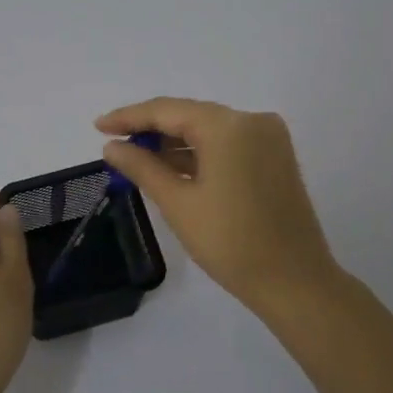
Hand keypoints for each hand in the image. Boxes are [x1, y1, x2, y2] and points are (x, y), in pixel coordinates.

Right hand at [96, 98, 340, 315]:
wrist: (294, 282)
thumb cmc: (230, 243)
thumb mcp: (178, 203)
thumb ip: (142, 167)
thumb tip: (111, 146)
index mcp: (229, 126)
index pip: (168, 110)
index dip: (129, 117)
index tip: (98, 126)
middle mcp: (252, 120)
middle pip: (190, 116)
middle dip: (151, 129)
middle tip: (113, 143)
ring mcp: (269, 138)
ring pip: (209, 130)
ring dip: (174, 143)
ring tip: (136, 158)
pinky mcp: (276, 158)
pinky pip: (228, 145)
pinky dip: (200, 154)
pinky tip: (171, 167)